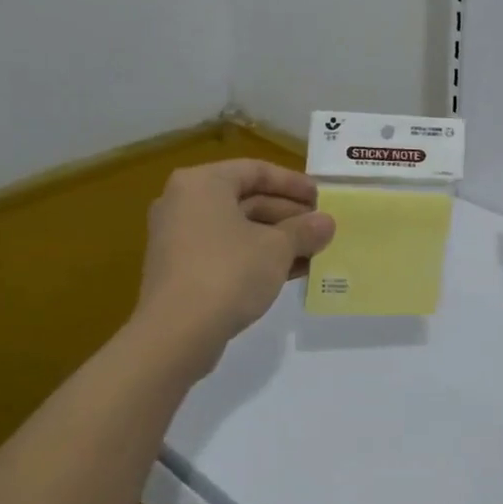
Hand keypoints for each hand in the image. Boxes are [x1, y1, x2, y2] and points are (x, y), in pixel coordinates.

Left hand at [133, 160, 334, 370]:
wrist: (176, 333)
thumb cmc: (228, 272)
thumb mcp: (277, 248)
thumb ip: (304, 230)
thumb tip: (326, 223)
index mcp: (203, 183)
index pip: (256, 170)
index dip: (293, 183)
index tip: (321, 198)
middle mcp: (184, 203)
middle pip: (246, 199)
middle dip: (287, 215)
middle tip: (321, 228)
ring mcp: (178, 238)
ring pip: (238, 228)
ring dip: (277, 238)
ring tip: (313, 252)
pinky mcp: (180, 269)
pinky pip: (225, 251)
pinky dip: (256, 256)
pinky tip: (289, 272)